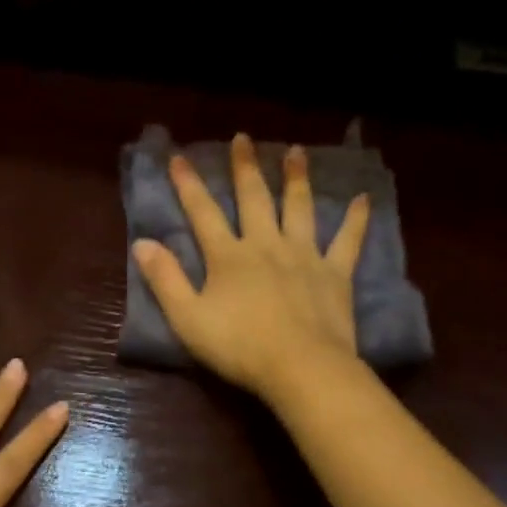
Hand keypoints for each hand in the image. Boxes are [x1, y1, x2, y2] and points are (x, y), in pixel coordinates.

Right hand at [134, 133, 368, 403]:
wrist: (300, 367)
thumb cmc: (238, 346)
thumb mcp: (187, 318)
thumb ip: (165, 279)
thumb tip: (143, 243)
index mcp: (228, 256)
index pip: (203, 212)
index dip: (189, 184)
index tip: (178, 157)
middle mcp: (266, 245)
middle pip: (254, 199)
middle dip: (245, 168)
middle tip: (244, 138)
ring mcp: (304, 256)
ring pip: (299, 208)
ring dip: (296, 178)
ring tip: (297, 151)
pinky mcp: (335, 274)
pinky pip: (347, 241)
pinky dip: (356, 220)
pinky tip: (363, 199)